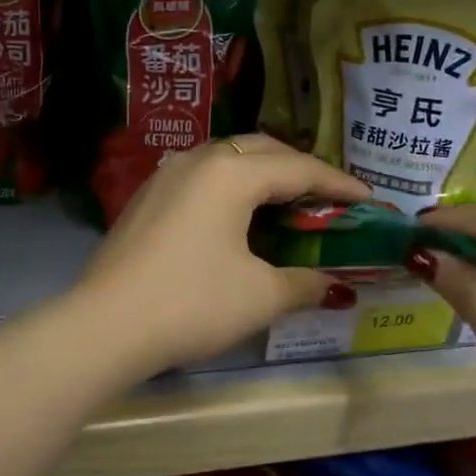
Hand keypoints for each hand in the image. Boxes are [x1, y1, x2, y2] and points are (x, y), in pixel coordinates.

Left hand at [74, 135, 368, 374]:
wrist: (106, 325)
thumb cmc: (192, 303)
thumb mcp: (260, 296)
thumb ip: (303, 283)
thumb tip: (331, 284)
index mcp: (231, 172)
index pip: (298, 169)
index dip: (338, 183)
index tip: (368, 197)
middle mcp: (198, 160)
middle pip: (262, 151)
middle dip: (300, 169)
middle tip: (328, 197)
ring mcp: (167, 176)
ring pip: (228, 159)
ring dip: (263, 174)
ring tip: (287, 202)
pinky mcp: (147, 198)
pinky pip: (202, 177)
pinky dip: (232, 187)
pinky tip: (238, 217)